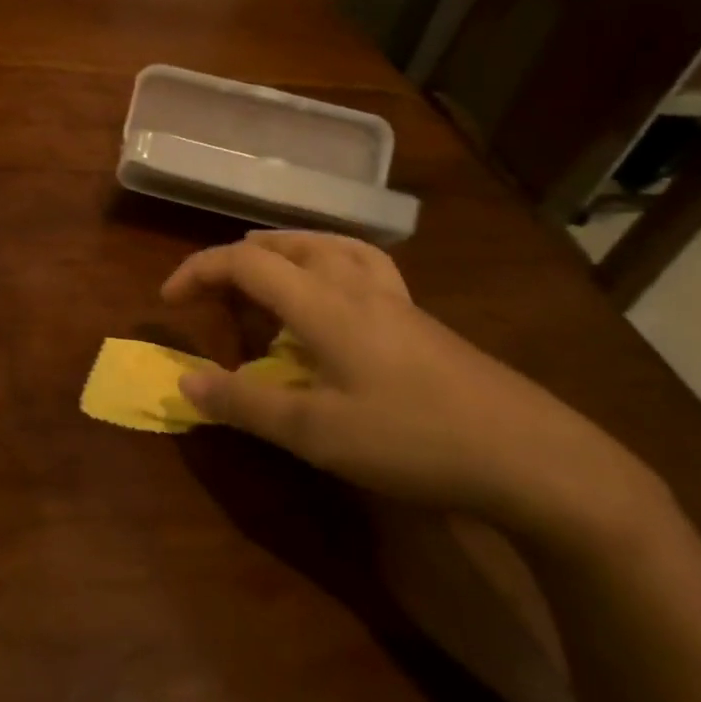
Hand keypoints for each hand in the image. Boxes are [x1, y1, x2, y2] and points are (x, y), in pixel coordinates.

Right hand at [161, 231, 664, 547]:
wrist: (533, 457)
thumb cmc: (413, 440)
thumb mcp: (316, 432)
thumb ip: (244, 403)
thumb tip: (183, 380)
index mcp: (323, 302)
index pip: (245, 262)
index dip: (198, 270)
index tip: (167, 300)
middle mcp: (356, 285)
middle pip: (286, 244)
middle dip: (237, 258)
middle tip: (211, 292)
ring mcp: (395, 299)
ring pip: (328, 245)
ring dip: (283, 250)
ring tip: (264, 272)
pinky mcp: (420, 319)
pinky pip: (361, 264)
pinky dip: (327, 262)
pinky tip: (335, 295)